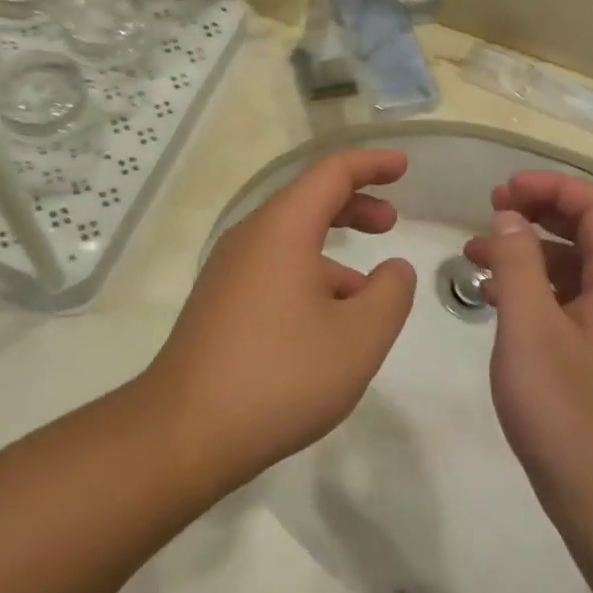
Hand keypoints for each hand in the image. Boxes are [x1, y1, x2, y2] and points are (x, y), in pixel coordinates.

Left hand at [145, 149, 416, 488]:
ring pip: (289, 240)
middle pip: (306, 201)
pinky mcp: (219, 302)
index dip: (371, 164)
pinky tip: (328, 325)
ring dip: (333, 251)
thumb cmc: (281, 375)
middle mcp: (249, 238)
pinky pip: (272, 270)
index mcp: (281, 228)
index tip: (404, 166)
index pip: (330, 173)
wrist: (188, 428)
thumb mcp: (358, 338)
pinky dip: (309, 277)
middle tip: (390, 221)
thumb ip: (389, 294)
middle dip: (353, 204)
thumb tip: (393, 269)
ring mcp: (228, 271)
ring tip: (370, 293)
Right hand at [464, 173, 592, 540]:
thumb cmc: (567, 412)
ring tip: (477, 255)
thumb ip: (517, 263)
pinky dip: (541, 286)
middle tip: (490, 212)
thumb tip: (510, 217)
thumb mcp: (528, 329)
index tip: (501, 192)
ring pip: (582, 266)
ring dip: (533, 252)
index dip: (551, 188)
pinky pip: (579, 299)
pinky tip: (499, 298)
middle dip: (541, 213)